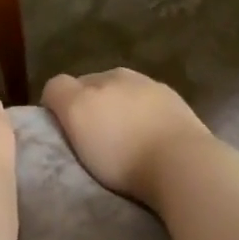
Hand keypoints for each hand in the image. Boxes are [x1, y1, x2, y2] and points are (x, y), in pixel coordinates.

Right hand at [40, 69, 212, 208]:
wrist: (181, 163)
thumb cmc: (121, 151)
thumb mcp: (77, 119)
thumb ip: (61, 95)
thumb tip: (57, 92)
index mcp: (92, 82)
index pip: (61, 85)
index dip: (56, 104)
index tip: (62, 131)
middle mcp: (121, 76)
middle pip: (95, 85)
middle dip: (91, 104)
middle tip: (94, 136)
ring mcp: (153, 88)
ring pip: (126, 93)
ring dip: (121, 108)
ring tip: (126, 138)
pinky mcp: (178, 105)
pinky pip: (152, 107)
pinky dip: (146, 117)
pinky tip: (151, 139)